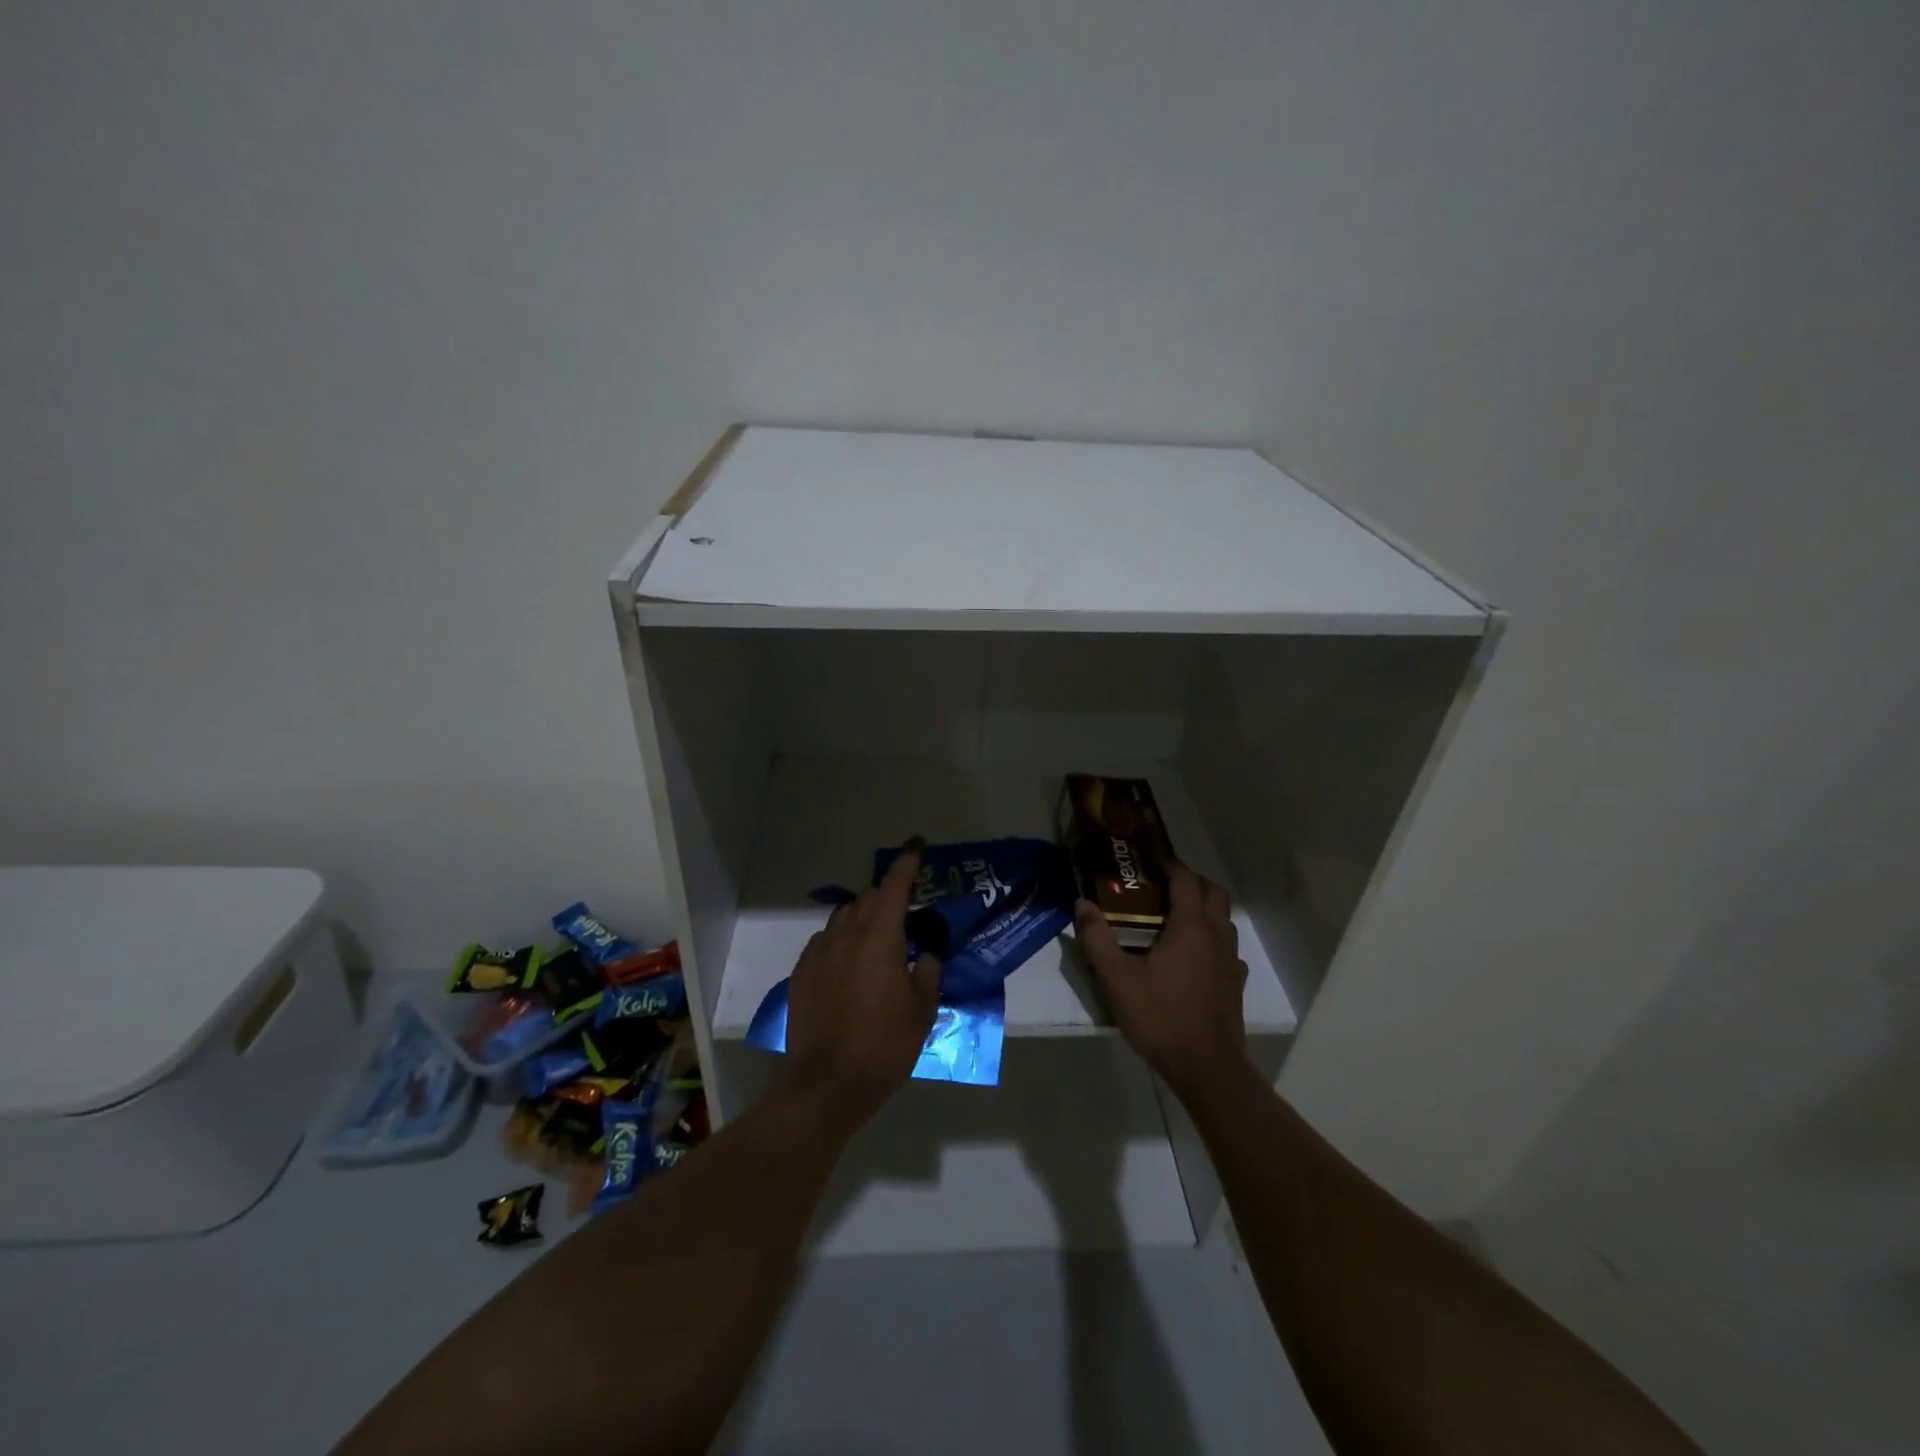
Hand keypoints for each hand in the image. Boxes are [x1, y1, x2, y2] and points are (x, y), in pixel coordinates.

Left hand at [782, 840, 942, 1130]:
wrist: (826, 1084)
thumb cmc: (883, 1047)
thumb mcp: (922, 1011)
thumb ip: (928, 972)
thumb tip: (928, 952)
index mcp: (880, 939)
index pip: (894, 886)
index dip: (907, 862)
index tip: (917, 845)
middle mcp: (846, 936)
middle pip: (868, 898)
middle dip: (888, 896)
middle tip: (905, 911)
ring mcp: (819, 952)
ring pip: (843, 917)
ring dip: (863, 916)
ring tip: (878, 939)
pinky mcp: (801, 972)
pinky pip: (825, 940)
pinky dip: (842, 939)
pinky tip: (850, 963)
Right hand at [1074, 861, 1250, 1100]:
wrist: (1206, 1067)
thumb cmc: (1160, 1016)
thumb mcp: (1116, 979)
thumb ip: (1097, 939)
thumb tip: (1082, 904)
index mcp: (1190, 926)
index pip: (1185, 880)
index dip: (1170, 864)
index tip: (1150, 859)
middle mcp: (1216, 936)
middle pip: (1213, 892)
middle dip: (1191, 881)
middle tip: (1162, 885)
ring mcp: (1230, 960)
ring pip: (1224, 919)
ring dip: (1204, 908)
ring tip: (1174, 917)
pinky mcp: (1235, 984)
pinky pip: (1227, 949)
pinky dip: (1211, 940)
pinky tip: (1192, 957)